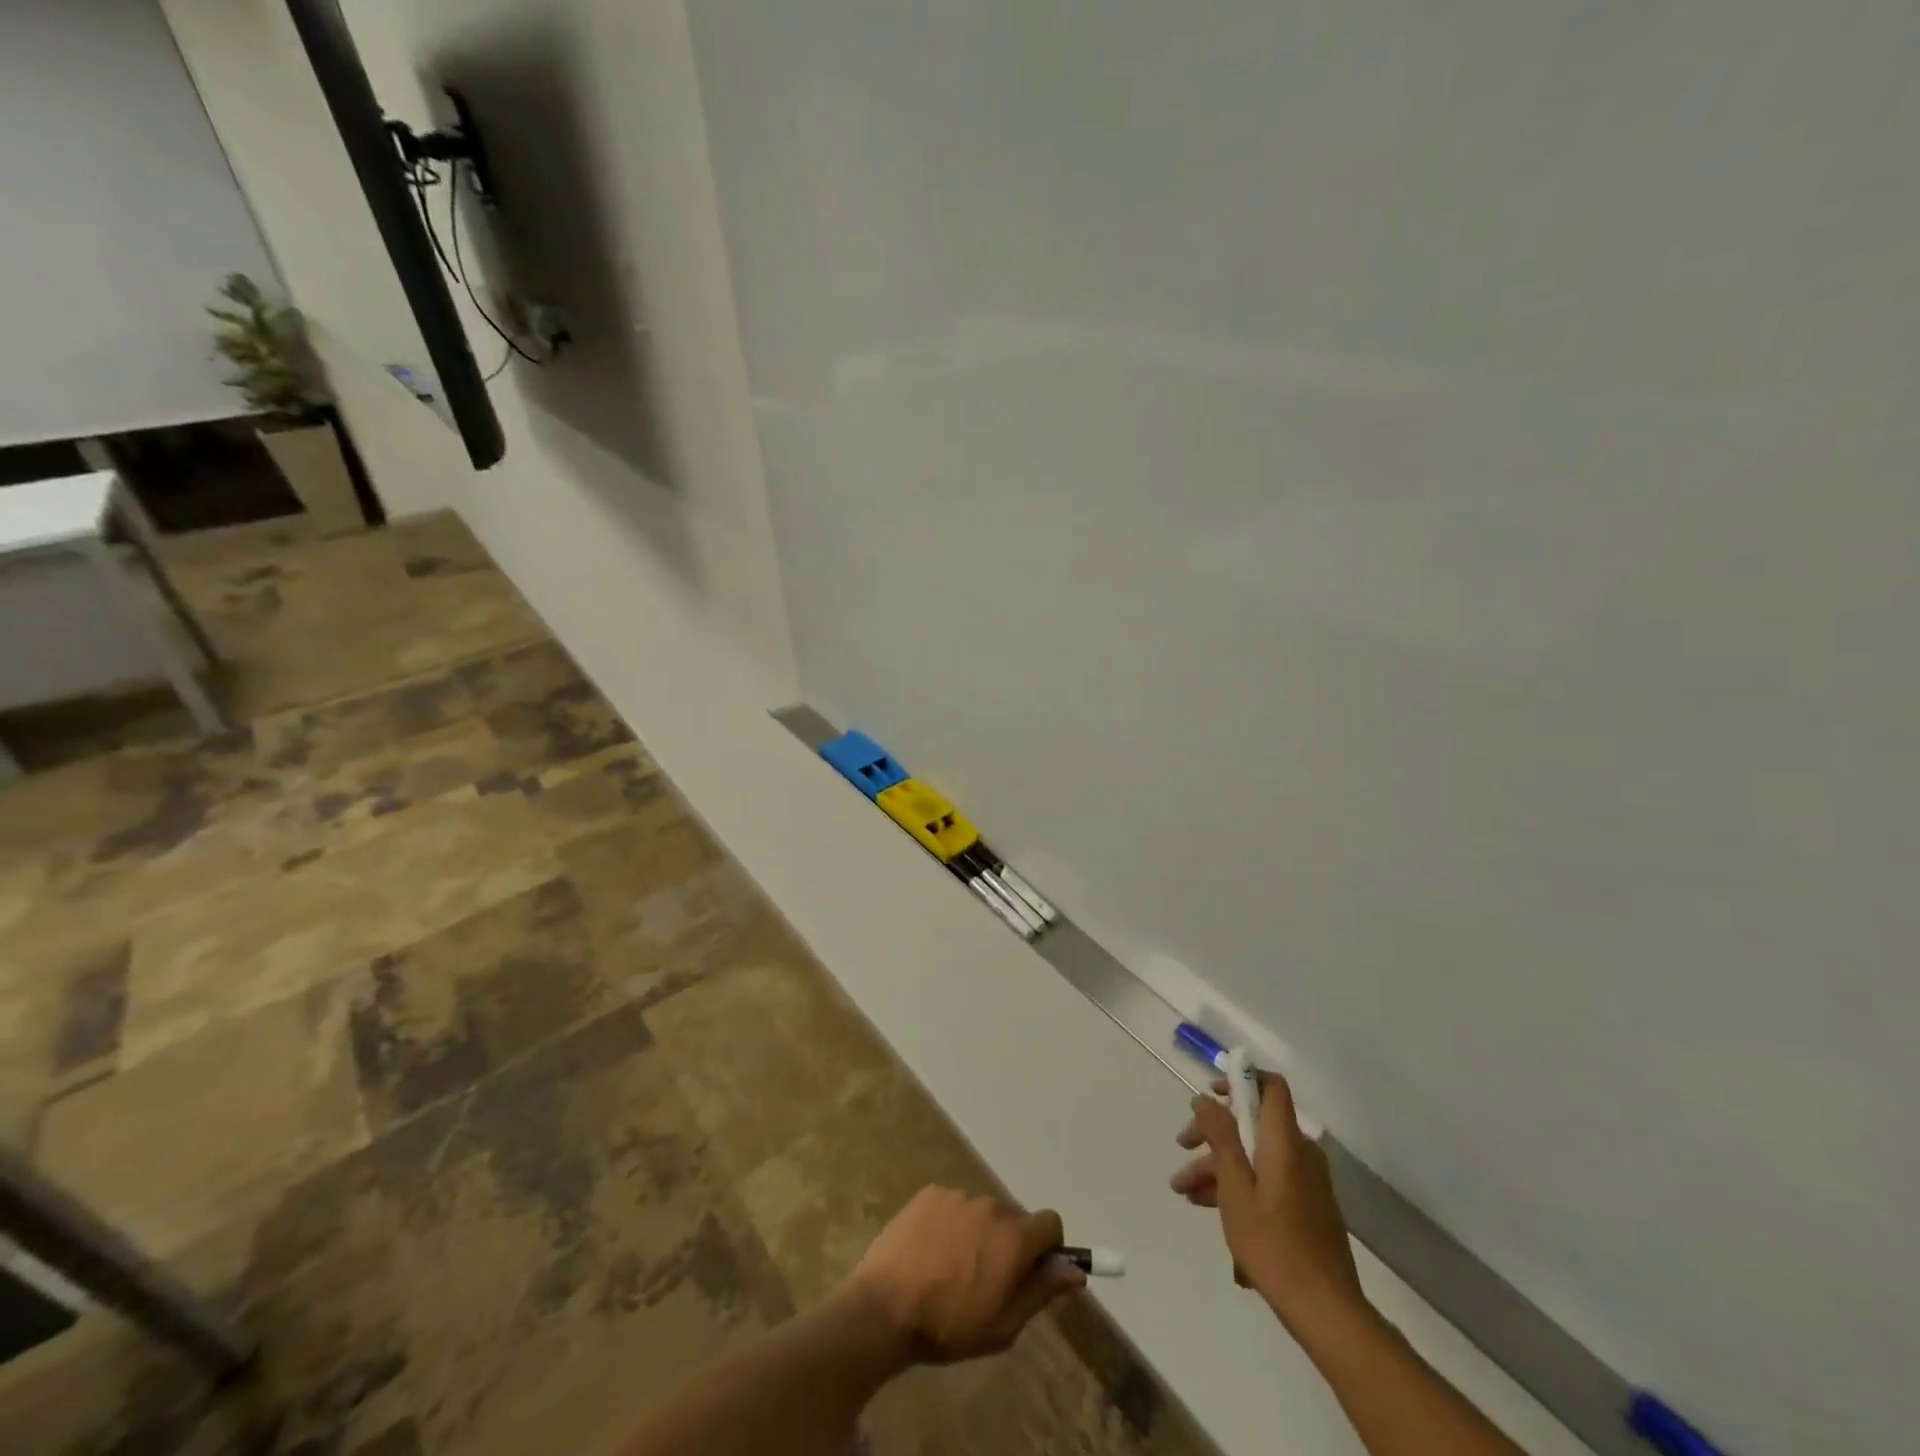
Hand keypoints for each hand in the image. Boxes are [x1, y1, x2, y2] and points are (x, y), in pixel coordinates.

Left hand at [848, 1186, 1085, 1363]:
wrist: (885, 1307)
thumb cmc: (950, 1326)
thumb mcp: (1005, 1325)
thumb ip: (1043, 1291)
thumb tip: (1075, 1270)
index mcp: (1014, 1237)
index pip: (1051, 1223)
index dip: (1049, 1247)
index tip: (1034, 1272)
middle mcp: (990, 1205)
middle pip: (1015, 1218)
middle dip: (1010, 1243)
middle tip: (988, 1280)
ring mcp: (957, 1195)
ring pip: (982, 1212)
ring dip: (979, 1233)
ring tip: (952, 1269)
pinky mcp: (930, 1193)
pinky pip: (953, 1205)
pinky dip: (951, 1224)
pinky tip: (931, 1252)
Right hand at [1171, 1074, 1371, 1345]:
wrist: (1326, 1311)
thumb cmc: (1273, 1244)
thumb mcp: (1235, 1188)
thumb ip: (1220, 1137)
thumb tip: (1205, 1098)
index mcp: (1285, 1141)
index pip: (1271, 1086)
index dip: (1241, 1080)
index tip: (1211, 1093)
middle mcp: (1300, 1153)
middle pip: (1254, 1123)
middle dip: (1214, 1132)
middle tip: (1182, 1147)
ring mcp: (1306, 1181)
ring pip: (1255, 1155)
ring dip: (1219, 1166)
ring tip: (1185, 1191)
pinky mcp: (1307, 1205)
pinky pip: (1267, 1179)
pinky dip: (1240, 1185)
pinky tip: (1211, 1208)